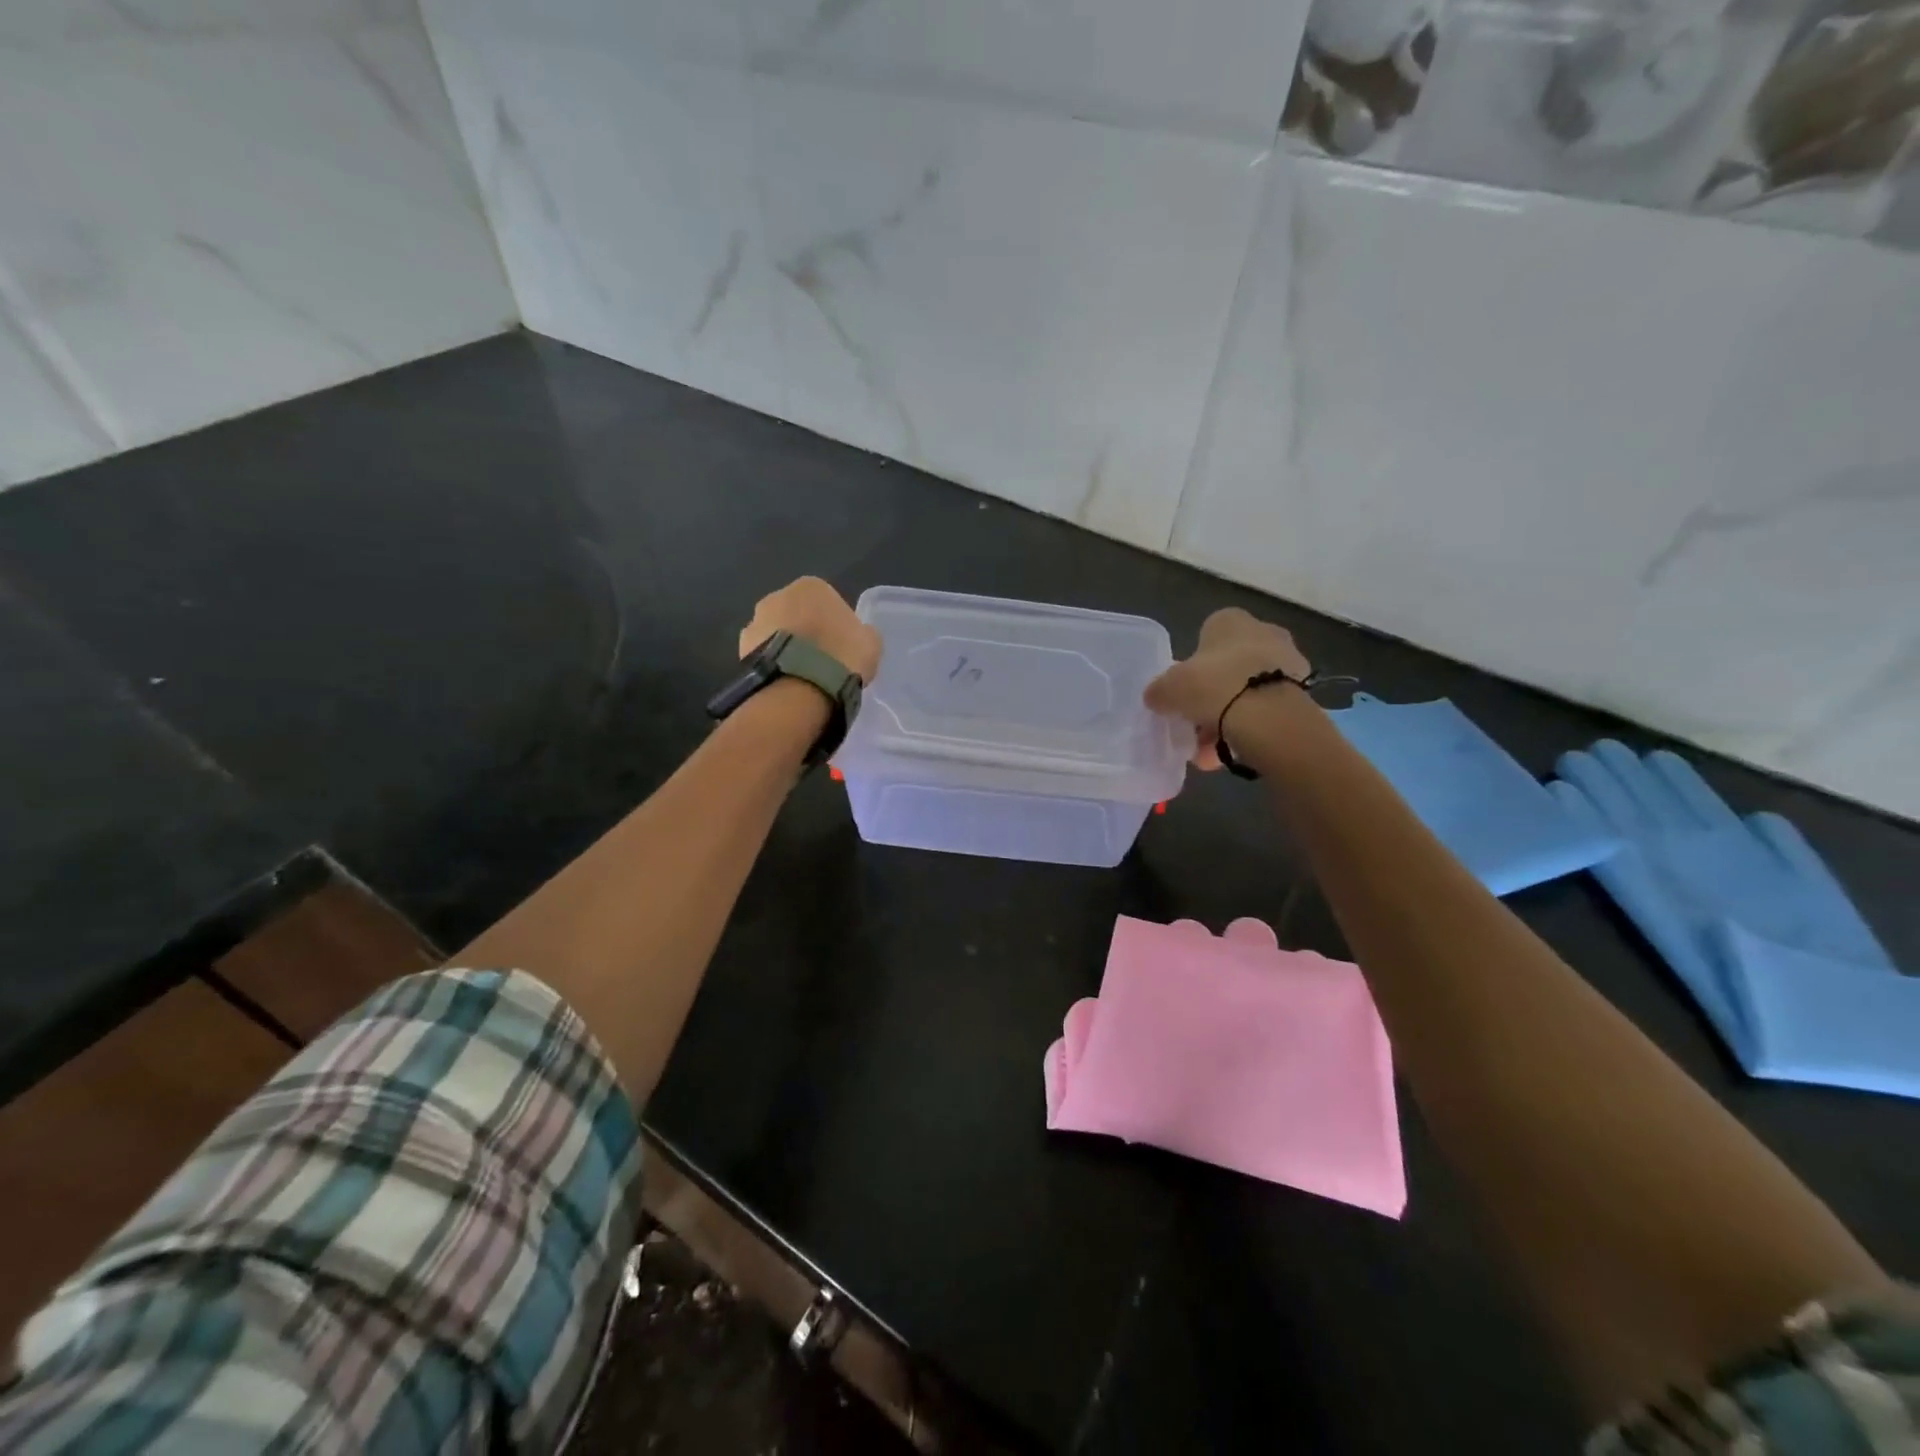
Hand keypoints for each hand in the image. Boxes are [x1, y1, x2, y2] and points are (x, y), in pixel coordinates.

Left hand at [740, 577, 881, 683]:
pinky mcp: (740, 650)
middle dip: (806, 633)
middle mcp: (778, 596)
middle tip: (821, 661)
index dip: (835, 625)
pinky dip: (773, 664)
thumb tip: (855, 635)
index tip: (841, 647)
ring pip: (777, 634)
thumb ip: (861, 632)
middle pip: (797, 614)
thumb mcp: (870, 642)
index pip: (827, 602)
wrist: (800, 687)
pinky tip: (785, 683)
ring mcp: (755, 622)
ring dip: (786, 647)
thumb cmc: (841, 655)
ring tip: (801, 676)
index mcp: (811, 586)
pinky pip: (764, 655)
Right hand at [1145, 608, 1310, 769]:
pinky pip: (1266, 711)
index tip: (1184, 694)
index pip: (1206, 637)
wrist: (1268, 717)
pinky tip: (1234, 753)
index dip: (1192, 667)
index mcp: (1230, 620)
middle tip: (1196, 725)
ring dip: (1228, 719)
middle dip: (1212, 698)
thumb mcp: (1168, 688)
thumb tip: (1157, 697)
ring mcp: (1288, 662)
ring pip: (1247, 692)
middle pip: (1228, 668)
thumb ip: (1159, 691)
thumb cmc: (1212, 687)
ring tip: (1210, 754)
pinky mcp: (1303, 693)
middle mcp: (1263, 632)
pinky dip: (1250, 729)